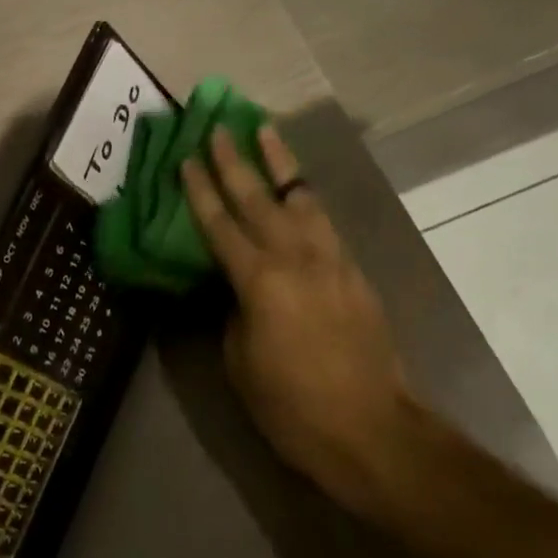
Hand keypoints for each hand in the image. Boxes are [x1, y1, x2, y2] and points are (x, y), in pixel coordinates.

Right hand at [179, 125, 418, 516]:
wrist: (372, 431)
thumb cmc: (292, 405)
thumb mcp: (240, 362)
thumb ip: (234, 312)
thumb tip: (237, 288)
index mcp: (259, 281)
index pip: (220, 224)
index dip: (200, 190)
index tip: (186, 158)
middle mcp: (296, 258)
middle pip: (259, 197)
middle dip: (235, 160)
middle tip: (219, 126)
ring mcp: (331, 261)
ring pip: (301, 197)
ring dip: (281, 162)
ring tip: (267, 132)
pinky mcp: (354, 272)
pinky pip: (323, 223)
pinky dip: (306, 198)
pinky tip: (298, 190)